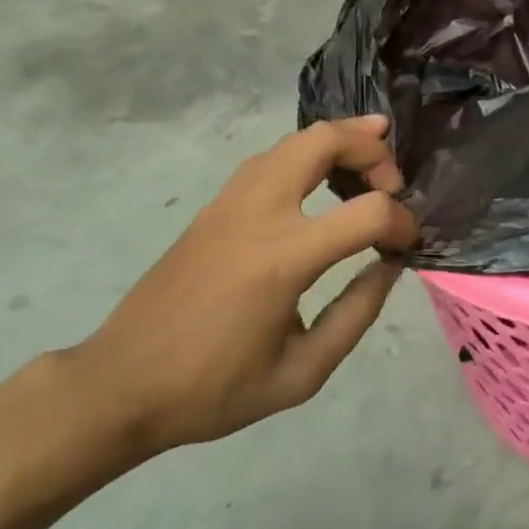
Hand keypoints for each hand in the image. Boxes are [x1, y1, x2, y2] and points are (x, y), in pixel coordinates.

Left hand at [66, 117, 418, 457]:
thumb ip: (357, 313)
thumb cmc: (213, 388)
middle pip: (324, 141)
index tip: (408, 245)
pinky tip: (322, 177)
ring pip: (294, 139)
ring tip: (372, 158)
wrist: (120, 385)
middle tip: (394, 179)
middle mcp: (258, 213)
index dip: (402, 222)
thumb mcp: (302, 373)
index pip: (368, 212)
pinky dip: (308, 153)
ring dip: (339, 141)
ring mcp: (231, 202)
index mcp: (283, 258)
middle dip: (371, 149)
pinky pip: (271, 158)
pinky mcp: (215, 205)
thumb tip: (390, 264)